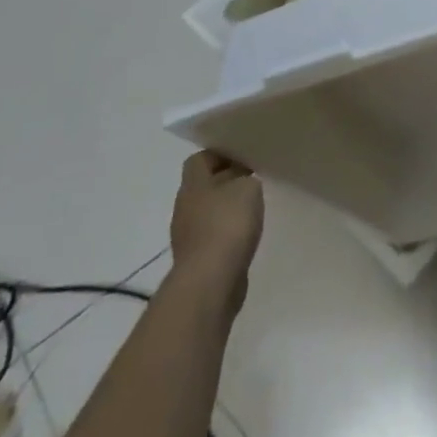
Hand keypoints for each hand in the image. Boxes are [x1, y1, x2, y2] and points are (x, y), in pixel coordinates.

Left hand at [168, 151, 264, 311]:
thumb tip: (242, 184)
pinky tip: (245, 236)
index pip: (199, 159)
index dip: (220, 155)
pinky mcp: (197, 261)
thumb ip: (246, 179)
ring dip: (227, 210)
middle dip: (226, 182)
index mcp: (193, 184)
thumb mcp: (247, 188)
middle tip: (252, 181)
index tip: (244, 157)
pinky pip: (213, 237)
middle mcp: (185, 207)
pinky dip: (227, 234)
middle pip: (204, 186)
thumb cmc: (227, 224)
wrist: (210, 282)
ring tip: (252, 209)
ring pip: (208, 212)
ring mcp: (188, 236)